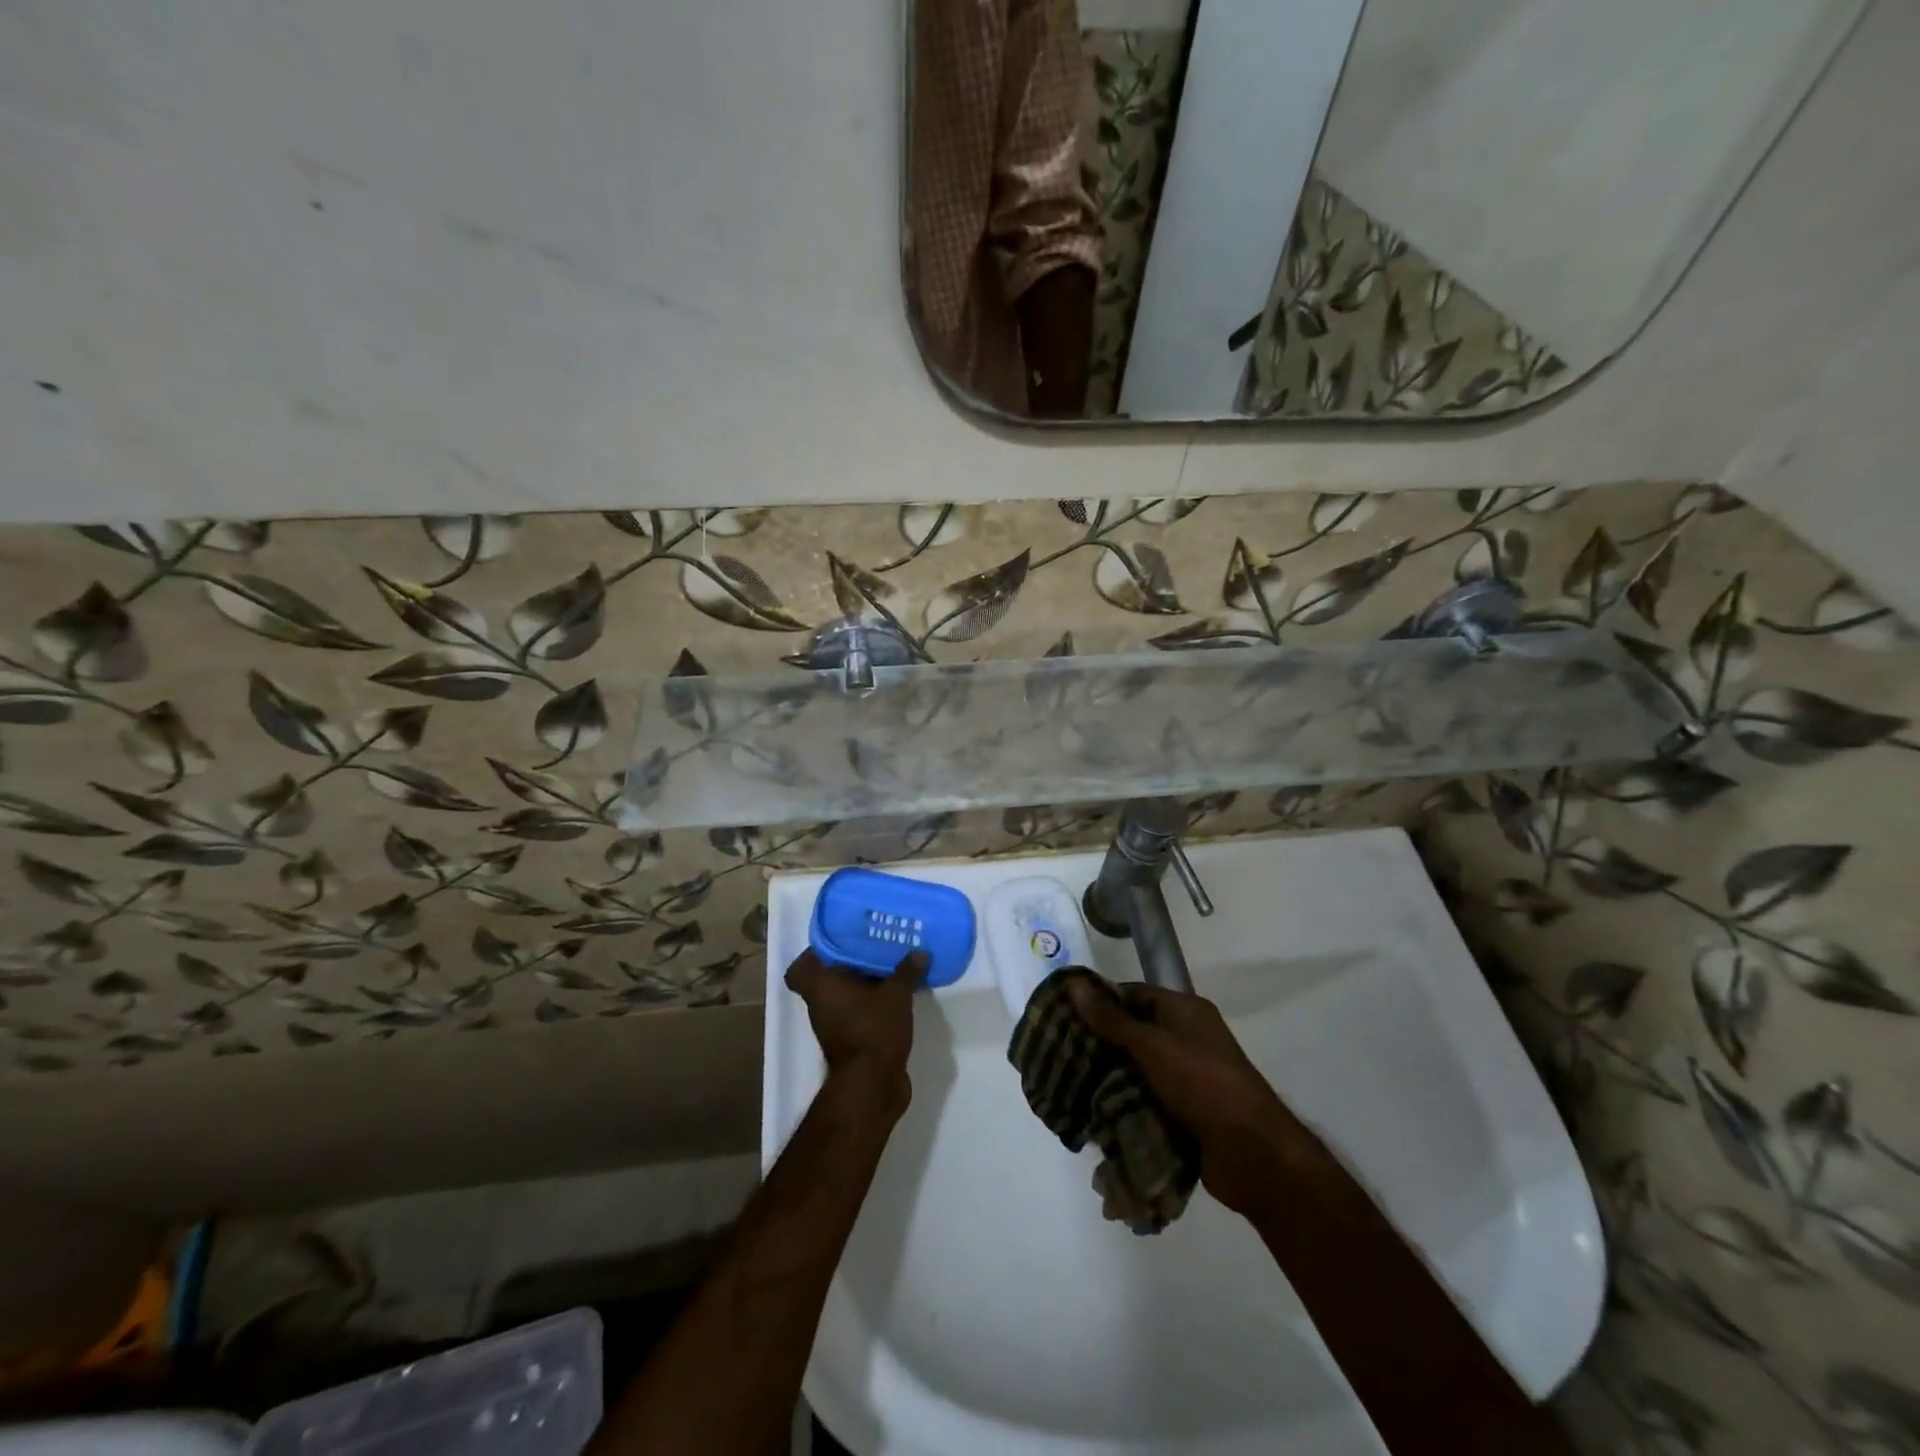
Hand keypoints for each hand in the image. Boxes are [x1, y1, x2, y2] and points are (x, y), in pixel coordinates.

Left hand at [787, 948, 926, 1118]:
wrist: (872, 1085)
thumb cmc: (873, 1029)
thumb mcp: (895, 994)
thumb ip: (906, 971)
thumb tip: (919, 952)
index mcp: (821, 987)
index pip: (800, 969)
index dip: (814, 955)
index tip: (839, 943)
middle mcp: (822, 1005)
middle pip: (828, 978)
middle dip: (850, 964)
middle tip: (875, 947)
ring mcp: (834, 1026)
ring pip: (845, 996)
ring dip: (864, 984)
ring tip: (891, 967)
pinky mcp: (851, 1042)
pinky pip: (858, 1013)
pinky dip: (872, 1004)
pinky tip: (897, 995)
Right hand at [1067, 980, 1318, 1216]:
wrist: (1253, 1155)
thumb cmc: (1203, 1084)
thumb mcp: (1152, 1045)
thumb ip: (1111, 1019)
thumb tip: (1074, 984)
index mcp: (1185, 1011)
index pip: (1134, 995)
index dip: (1100, 1002)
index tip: (1064, 1014)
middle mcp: (1186, 1039)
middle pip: (1132, 1033)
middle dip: (1099, 1044)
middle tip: (1059, 1052)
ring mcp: (1185, 1078)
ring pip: (1136, 1070)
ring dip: (1108, 1078)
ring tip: (1067, 1085)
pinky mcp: (1183, 1113)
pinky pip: (1145, 1101)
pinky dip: (1123, 1105)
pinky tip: (1091, 1113)